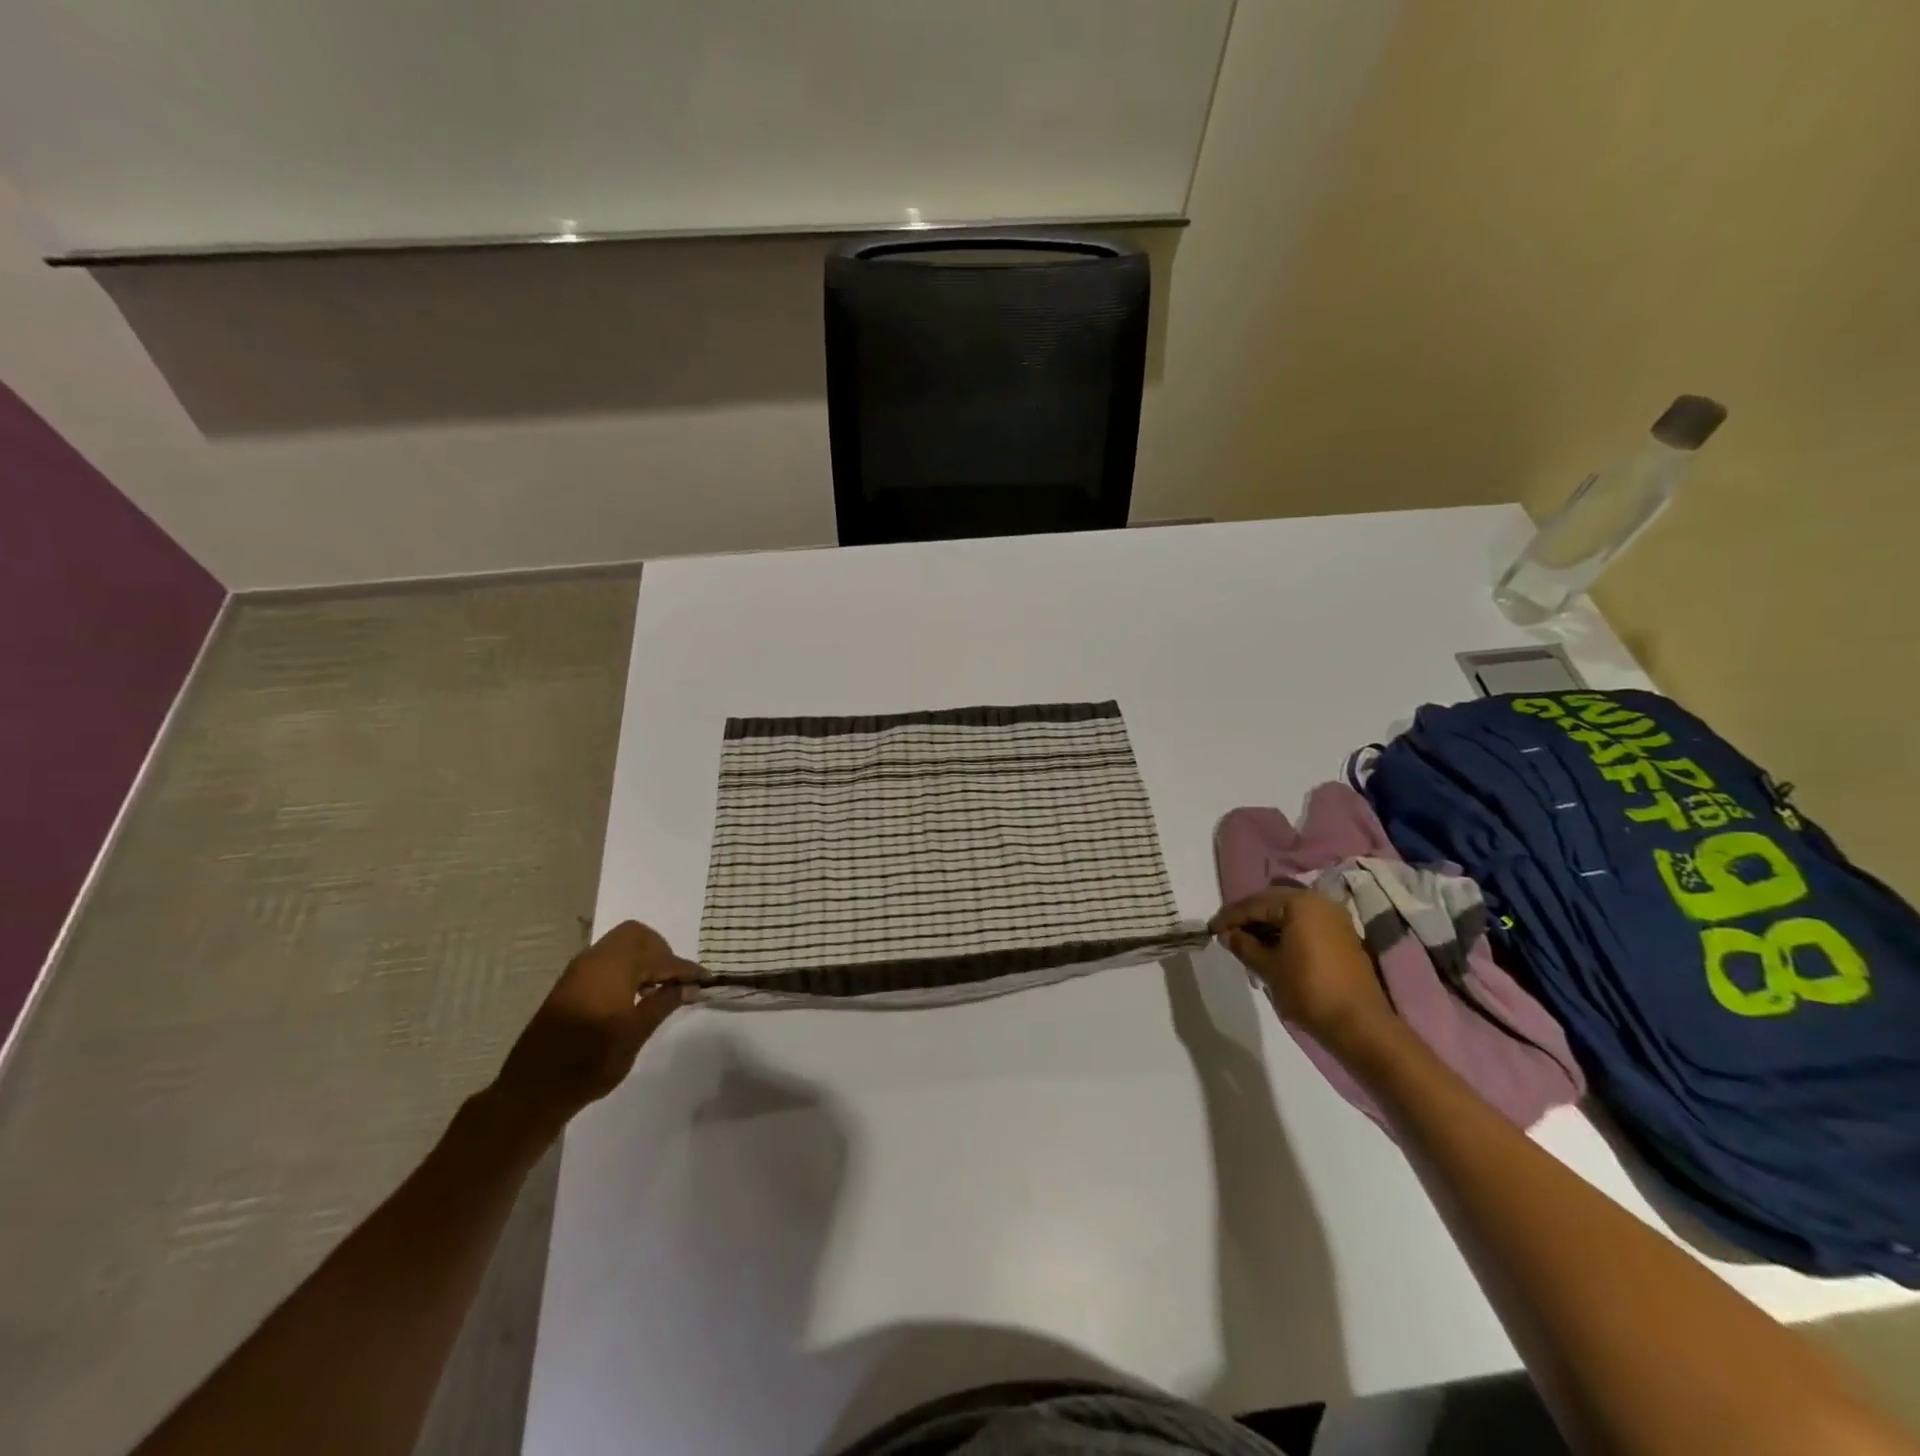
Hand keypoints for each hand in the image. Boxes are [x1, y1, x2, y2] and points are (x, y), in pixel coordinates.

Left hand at [491, 921, 698, 1130]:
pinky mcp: (570, 985)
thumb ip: (664, 1003)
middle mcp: (594, 960)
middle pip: (636, 936)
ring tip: (658, 989)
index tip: (704, 979)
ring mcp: (578, 971)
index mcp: (612, 968)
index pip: (657, 956)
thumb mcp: (636, 1033)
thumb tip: (689, 986)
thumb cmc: (591, 1062)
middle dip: (660, 953)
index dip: (683, 967)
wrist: (534, 1090)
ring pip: (619, 947)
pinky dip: (626, 968)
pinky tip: (634, 995)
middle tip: (675, 980)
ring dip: (643, 960)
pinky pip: (606, 961)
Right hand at [1210, 885, 1398, 1059]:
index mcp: (1300, 903)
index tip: (1210, 930)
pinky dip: (1285, 933)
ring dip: (1267, 926)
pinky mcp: (1343, 937)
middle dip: (1248, 918)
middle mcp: (1319, 902)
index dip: (1230, 917)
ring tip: (1246, 943)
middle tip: (1226, 933)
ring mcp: (1335, 919)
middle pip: (1273, 903)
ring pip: (1290, 914)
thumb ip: (1243, 945)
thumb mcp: (1267, 966)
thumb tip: (1227, 935)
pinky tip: (1271, 948)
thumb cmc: (1308, 989)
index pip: (1255, 903)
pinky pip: (1305, 925)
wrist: (1359, 1024)